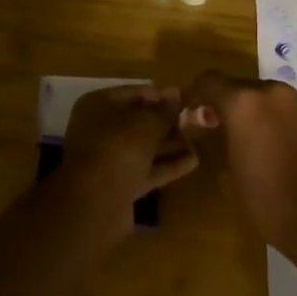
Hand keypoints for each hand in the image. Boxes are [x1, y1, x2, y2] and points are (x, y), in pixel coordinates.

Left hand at [60, 85, 197, 232]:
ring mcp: (110, 159)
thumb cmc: (118, 148)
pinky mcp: (121, 185)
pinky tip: (193, 160)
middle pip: (139, 121)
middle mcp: (101, 129)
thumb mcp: (146, 123)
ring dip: (171, 143)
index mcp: (98, 105)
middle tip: (197, 119)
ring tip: (200, 138)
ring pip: (145, 147)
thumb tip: (177, 97)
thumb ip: (164, 111)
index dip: (161, 95)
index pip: (134, 93)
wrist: (95, 202)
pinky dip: (168, 165)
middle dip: (167, 121)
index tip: (186, 96)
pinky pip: (148, 169)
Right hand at [178, 71, 296, 270]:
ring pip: (271, 99)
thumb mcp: (228, 172)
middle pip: (242, 88)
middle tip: (226, 132)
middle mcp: (274, 92)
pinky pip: (295, 111)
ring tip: (260, 143)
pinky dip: (284, 123)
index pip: (209, 81)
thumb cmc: (268, 201)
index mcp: (244, 102)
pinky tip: (287, 150)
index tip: (194, 115)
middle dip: (231, 106)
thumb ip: (214, 138)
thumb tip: (205, 124)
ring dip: (260, 113)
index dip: (196, 95)